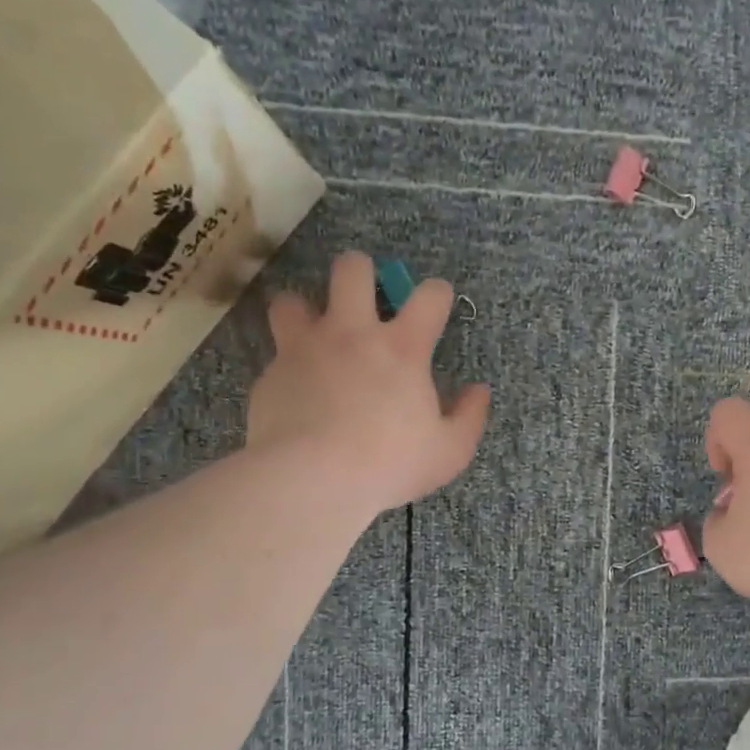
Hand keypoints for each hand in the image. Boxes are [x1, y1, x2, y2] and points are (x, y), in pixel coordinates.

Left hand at [247, 252, 489, 516]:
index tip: (437, 303)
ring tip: (315, 338)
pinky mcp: (270, 375)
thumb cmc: (391, 464)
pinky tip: (297, 394)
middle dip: (361, 272)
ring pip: (293, 300)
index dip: (437, 294)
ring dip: (306, 312)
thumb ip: (470, 416)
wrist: (313, 480)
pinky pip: (276, 356)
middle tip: (364, 298)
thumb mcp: (450, 451)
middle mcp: (351, 334)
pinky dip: (288, 368)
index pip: (429, 296)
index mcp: (402, 348)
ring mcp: (305, 350)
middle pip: (351, 269)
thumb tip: (478, 391)